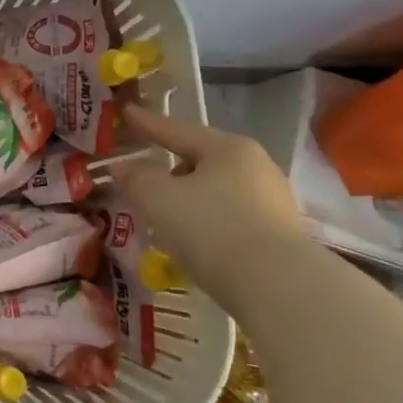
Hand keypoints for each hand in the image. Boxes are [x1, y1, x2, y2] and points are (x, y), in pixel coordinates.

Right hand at [109, 104, 309, 310]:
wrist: (281, 290)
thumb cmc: (213, 229)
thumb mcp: (159, 199)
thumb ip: (135, 178)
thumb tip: (121, 167)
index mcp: (228, 148)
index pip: (176, 130)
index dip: (146, 123)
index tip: (125, 112)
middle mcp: (256, 167)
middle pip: (199, 160)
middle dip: (169, 168)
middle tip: (141, 175)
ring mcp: (272, 203)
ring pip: (215, 191)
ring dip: (187, 199)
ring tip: (163, 214)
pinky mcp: (279, 237)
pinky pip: (230, 218)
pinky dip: (206, 222)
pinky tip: (192, 240)